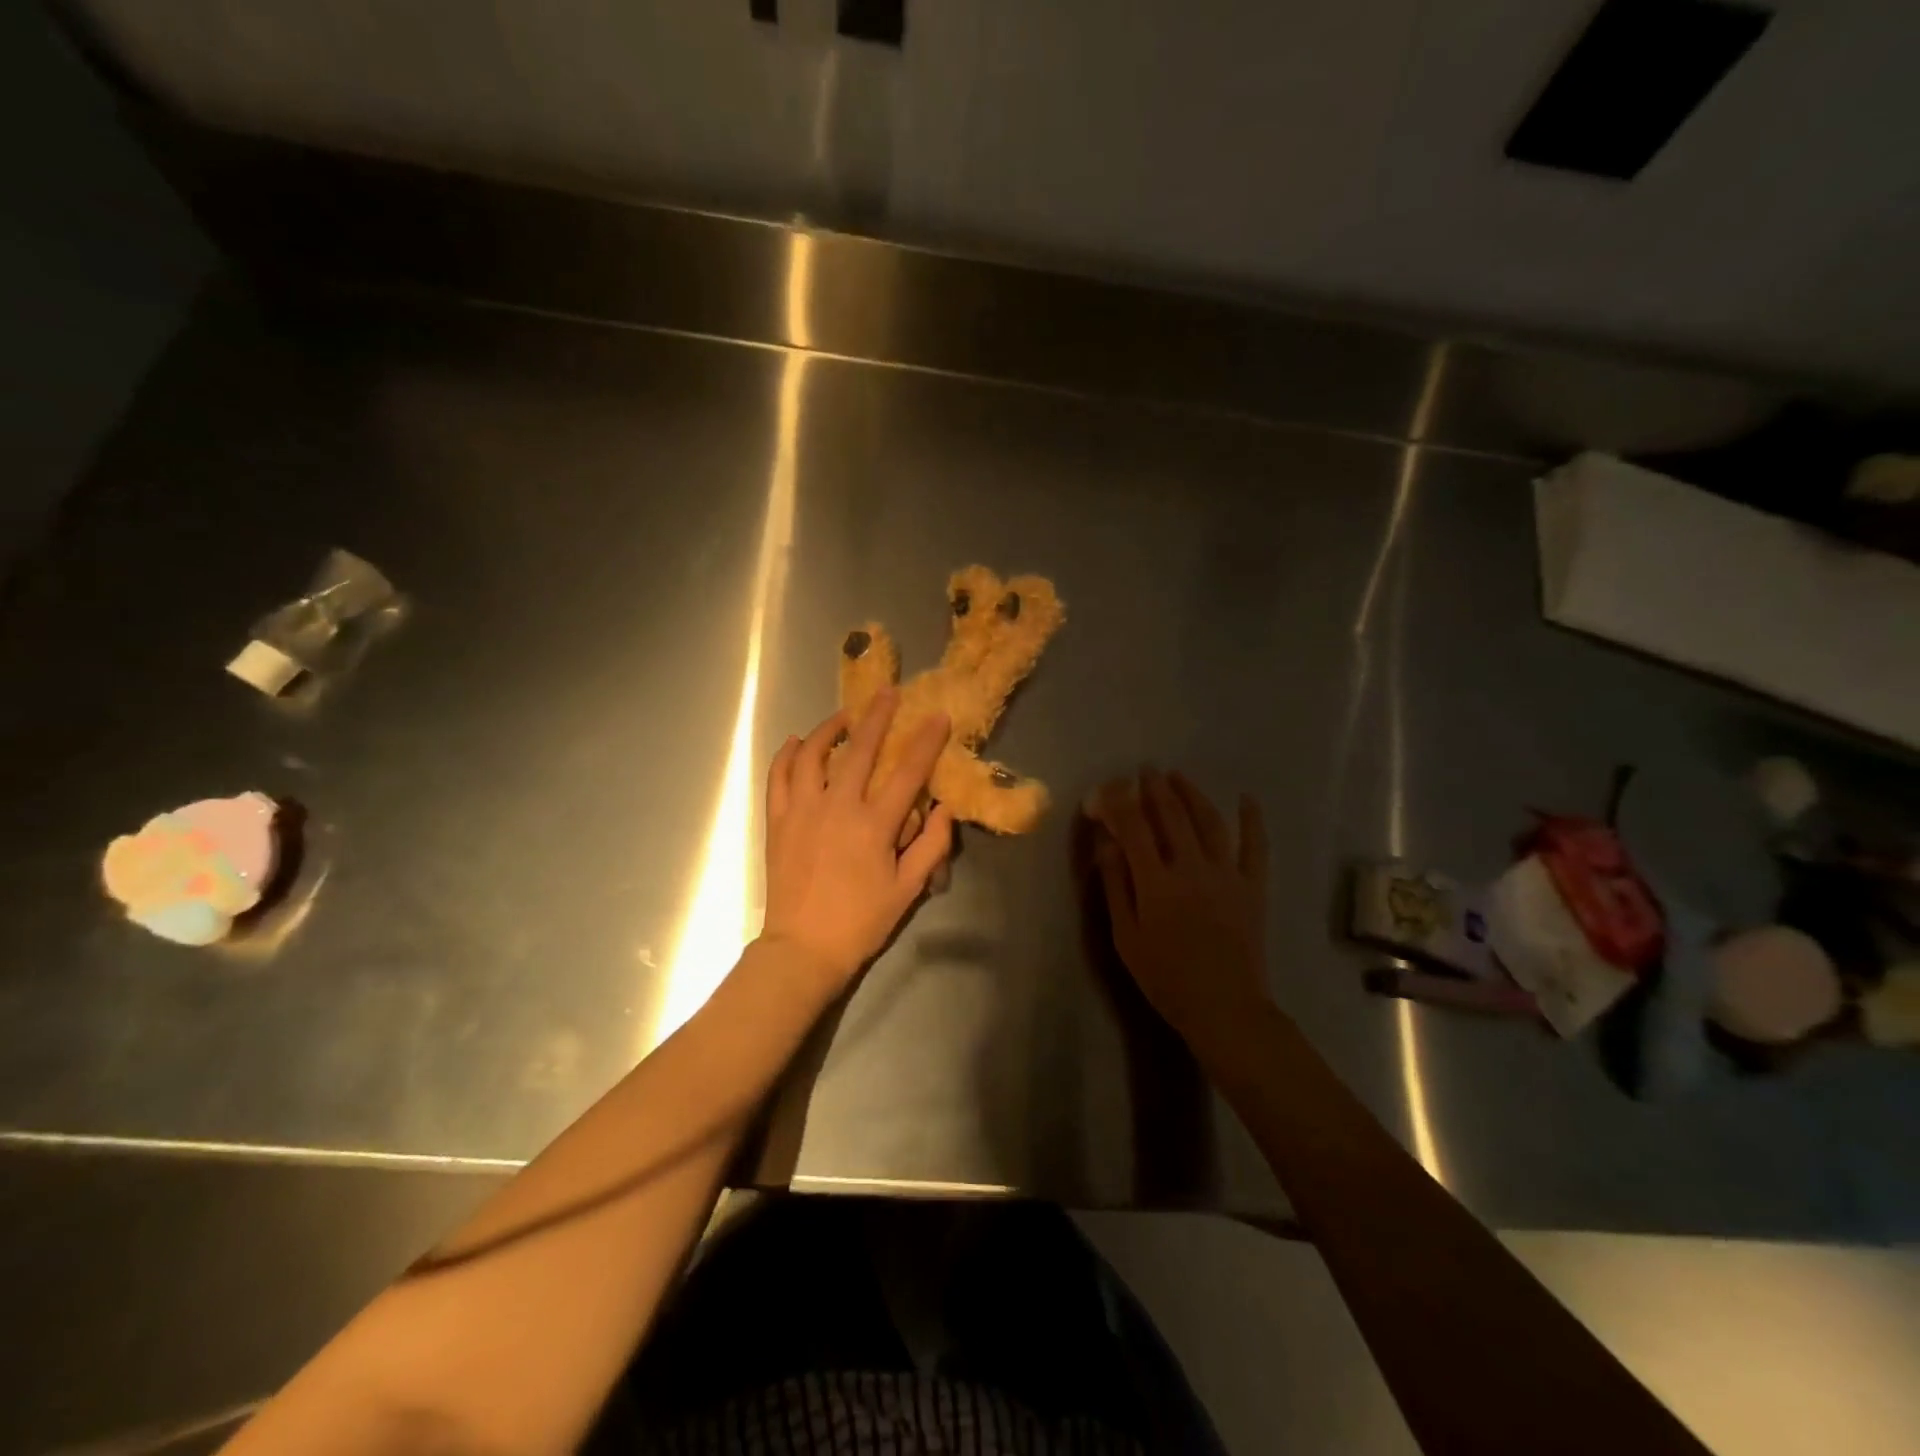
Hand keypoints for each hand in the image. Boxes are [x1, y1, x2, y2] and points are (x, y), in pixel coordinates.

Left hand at [760, 690, 953, 991]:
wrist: (802, 949)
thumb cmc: (860, 921)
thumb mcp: (908, 889)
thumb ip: (931, 846)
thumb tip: (945, 809)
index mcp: (874, 825)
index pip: (907, 772)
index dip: (926, 741)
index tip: (938, 716)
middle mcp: (837, 807)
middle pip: (860, 750)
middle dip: (878, 717)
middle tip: (888, 694)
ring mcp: (802, 811)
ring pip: (812, 755)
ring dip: (830, 729)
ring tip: (845, 717)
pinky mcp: (777, 821)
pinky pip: (778, 776)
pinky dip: (788, 755)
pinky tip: (797, 743)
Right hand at [1089, 768, 1269, 1048]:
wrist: (1225, 1008)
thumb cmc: (1166, 977)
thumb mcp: (1127, 937)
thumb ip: (1116, 886)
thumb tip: (1107, 843)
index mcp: (1156, 882)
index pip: (1134, 828)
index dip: (1119, 803)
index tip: (1109, 788)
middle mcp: (1192, 867)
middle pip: (1172, 816)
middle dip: (1155, 789)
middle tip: (1145, 771)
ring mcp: (1227, 874)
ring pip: (1209, 822)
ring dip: (1192, 794)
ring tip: (1178, 777)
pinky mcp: (1253, 886)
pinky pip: (1255, 846)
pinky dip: (1252, 820)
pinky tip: (1247, 799)